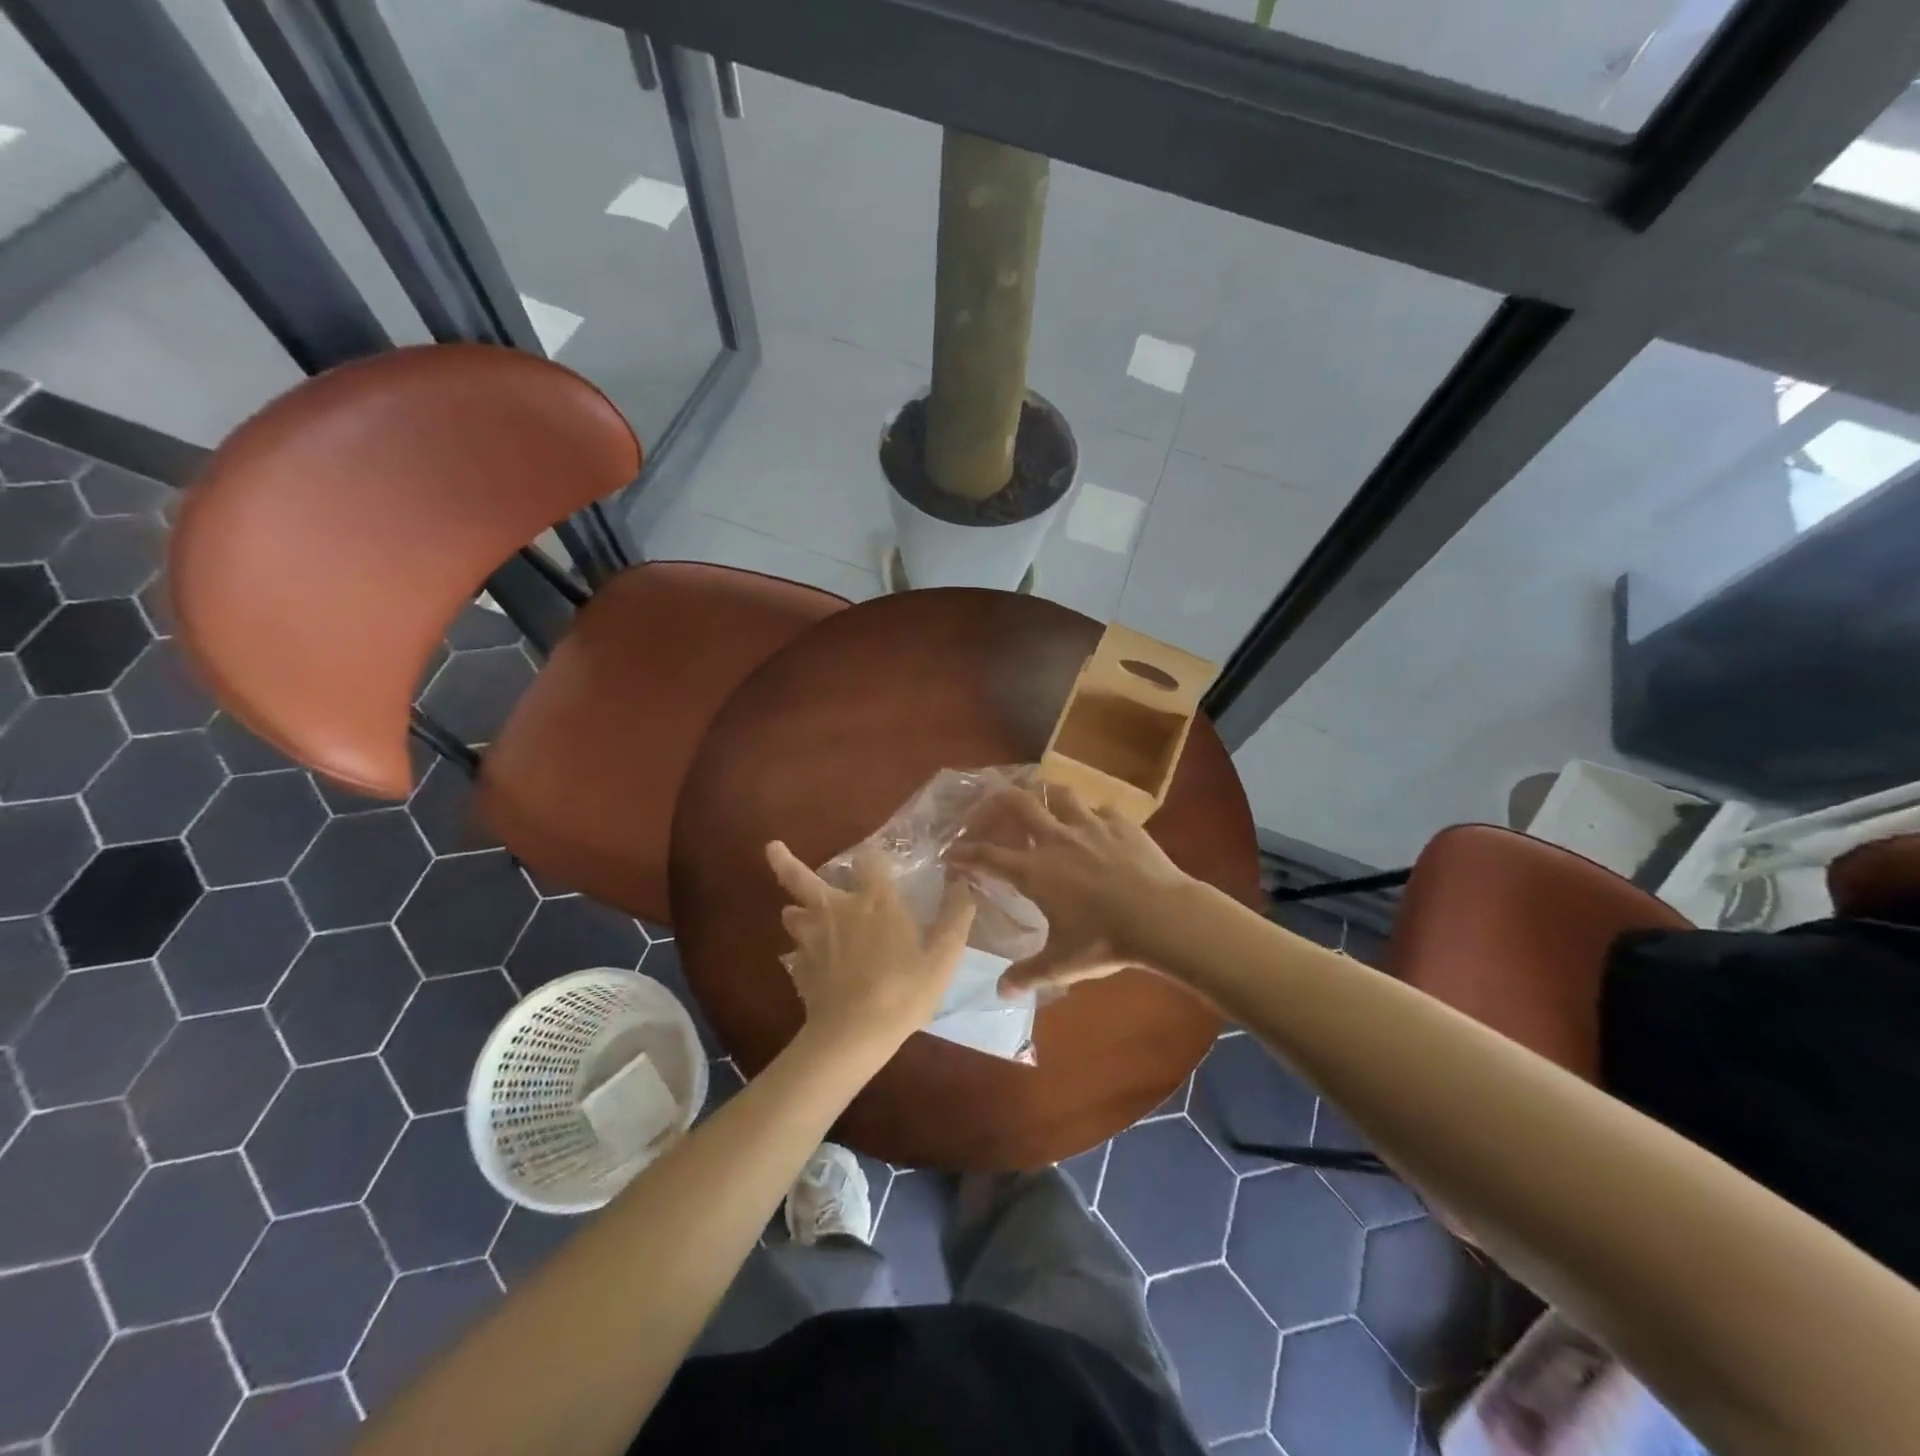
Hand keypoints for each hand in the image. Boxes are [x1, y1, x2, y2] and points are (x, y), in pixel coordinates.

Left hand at [766, 840, 974, 1056]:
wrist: (854, 1035)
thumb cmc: (904, 990)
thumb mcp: (944, 956)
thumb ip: (956, 916)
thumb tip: (964, 883)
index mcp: (874, 901)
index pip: (869, 860)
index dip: (873, 857)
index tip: (875, 859)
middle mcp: (836, 909)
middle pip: (800, 878)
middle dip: (784, 861)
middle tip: (771, 847)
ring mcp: (811, 939)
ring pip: (792, 915)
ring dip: (798, 913)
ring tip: (803, 916)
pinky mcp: (799, 968)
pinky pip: (797, 954)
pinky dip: (803, 954)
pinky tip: (812, 965)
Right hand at [949, 784, 1192, 996]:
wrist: (1162, 916)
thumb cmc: (1106, 939)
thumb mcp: (1063, 963)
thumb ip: (1029, 974)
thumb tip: (1000, 993)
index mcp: (1034, 871)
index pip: (987, 856)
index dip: (965, 853)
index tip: (951, 852)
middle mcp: (1055, 839)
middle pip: (1017, 803)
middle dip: (997, 800)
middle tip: (990, 805)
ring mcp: (1090, 826)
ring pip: (1059, 794)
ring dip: (1045, 794)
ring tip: (1042, 800)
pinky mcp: (1121, 823)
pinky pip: (1099, 808)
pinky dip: (1091, 814)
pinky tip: (1095, 823)